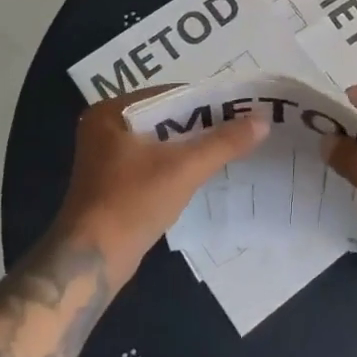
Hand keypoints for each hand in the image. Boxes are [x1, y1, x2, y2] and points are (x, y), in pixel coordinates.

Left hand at [55, 89, 268, 272]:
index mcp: (111, 112)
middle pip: (165, 118)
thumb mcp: (184, 169)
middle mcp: (104, 128)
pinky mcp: (113, 182)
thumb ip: (224, 143)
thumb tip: (263, 120)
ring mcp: (106, 157)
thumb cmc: (133, 203)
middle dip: (201, 124)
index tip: (240, 107)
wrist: (93, 261)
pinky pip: (153, 161)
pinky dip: (176, 164)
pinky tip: (204, 170)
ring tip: (230, 146)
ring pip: (160, 141)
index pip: (168, 95)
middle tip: (241, 126)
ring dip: (191, 145)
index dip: (206, 101)